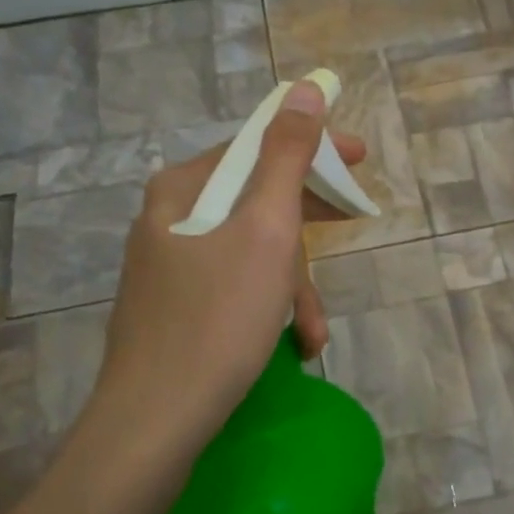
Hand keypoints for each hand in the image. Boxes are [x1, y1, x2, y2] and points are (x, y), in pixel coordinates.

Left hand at [88, 80, 366, 450]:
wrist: (155, 424)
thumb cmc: (218, 318)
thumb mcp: (265, 230)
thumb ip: (286, 156)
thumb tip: (303, 90)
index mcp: (183, 189)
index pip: (257, 146)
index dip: (312, 149)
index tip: (359, 159)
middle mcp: (169, 219)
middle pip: (256, 200)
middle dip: (306, 228)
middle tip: (353, 223)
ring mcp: (168, 267)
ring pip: (250, 251)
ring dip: (292, 284)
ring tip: (313, 330)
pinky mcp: (175, 309)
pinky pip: (235, 287)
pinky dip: (268, 307)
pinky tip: (291, 344)